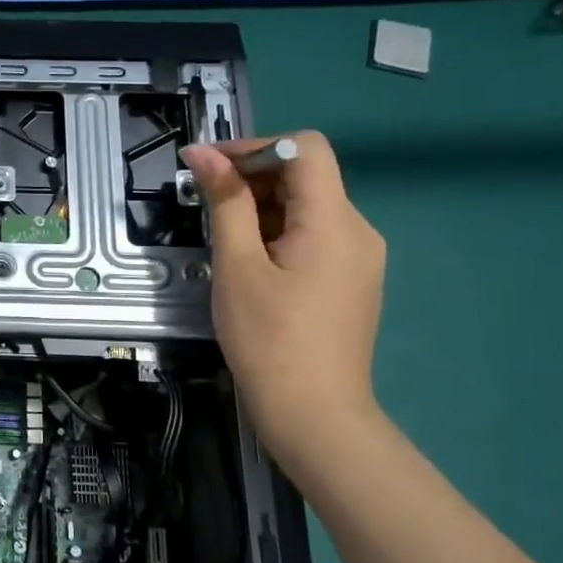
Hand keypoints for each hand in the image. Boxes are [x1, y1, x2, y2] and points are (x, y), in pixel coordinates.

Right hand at [182, 131, 385, 459]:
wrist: (315, 415)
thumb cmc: (269, 339)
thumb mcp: (238, 266)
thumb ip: (225, 202)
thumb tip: (203, 153)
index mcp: (335, 221)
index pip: (305, 148)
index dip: (255, 147)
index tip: (212, 170)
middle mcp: (358, 230)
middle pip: (306, 175)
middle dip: (252, 179)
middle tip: (206, 207)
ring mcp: (359, 257)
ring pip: (307, 206)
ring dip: (261, 208)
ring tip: (224, 242)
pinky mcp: (351, 279)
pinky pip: (314, 235)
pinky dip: (277, 233)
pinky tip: (250, 263)